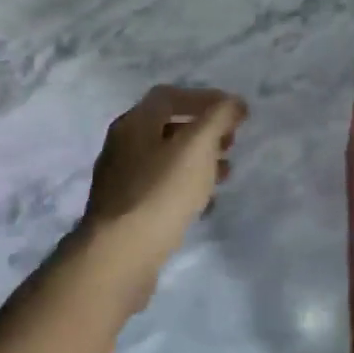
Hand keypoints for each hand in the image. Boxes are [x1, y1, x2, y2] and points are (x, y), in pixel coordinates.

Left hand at [81, 86, 247, 301]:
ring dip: (197, 160)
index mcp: (134, 123)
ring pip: (165, 160)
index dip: (204, 98)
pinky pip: (160, 188)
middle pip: (167, 127)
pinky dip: (186, 187)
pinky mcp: (126, 212)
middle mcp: (122, 146)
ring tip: (225, 173)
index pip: (169, 96)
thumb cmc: (160, 192)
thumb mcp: (197, 146)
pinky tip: (205, 204)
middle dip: (203, 131)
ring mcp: (120, 180)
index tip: (234, 112)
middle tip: (231, 142)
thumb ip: (218, 118)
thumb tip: (234, 103)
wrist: (119, 256)